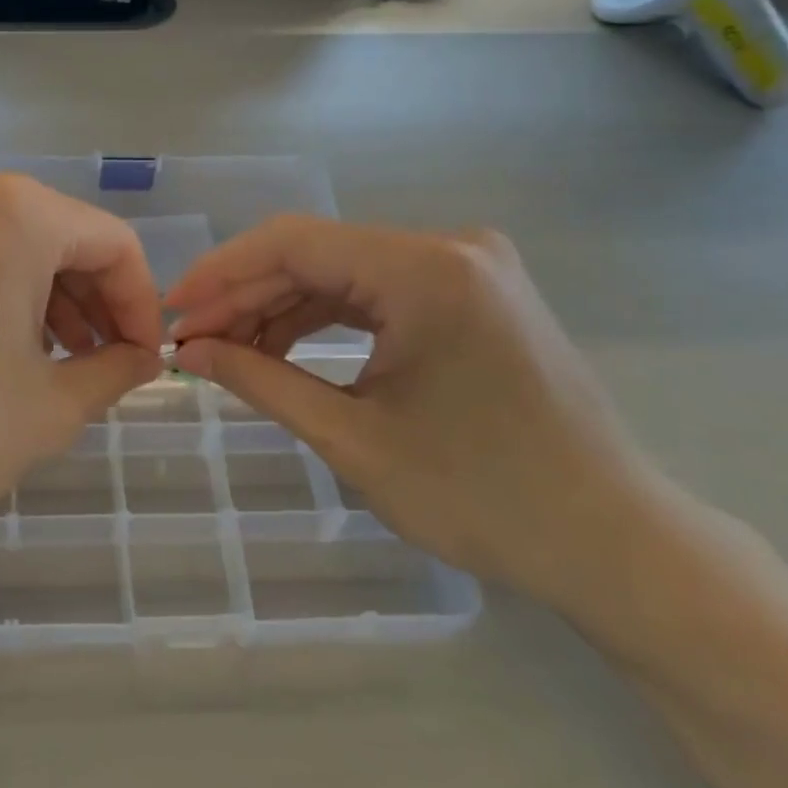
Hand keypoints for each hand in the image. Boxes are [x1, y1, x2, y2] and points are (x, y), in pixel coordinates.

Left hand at [0, 175, 163, 527]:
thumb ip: (114, 371)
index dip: (141, 303)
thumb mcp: (50, 407)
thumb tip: (144, 358)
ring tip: (58, 363)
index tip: (145, 359)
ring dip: (49, 299)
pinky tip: (1, 350)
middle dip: (95, 301)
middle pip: (60, 236)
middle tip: (105, 363)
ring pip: (11, 245)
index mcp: (17, 214)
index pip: (113, 243)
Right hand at [166, 217, 683, 613]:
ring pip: (343, 274)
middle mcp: (450, 248)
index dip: (221, 274)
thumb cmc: (483, 497)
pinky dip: (325, 321)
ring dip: (281, 310)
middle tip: (192, 342)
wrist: (614, 543)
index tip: (172, 312)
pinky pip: (377, 294)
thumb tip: (189, 352)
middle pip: (316, 255)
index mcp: (426, 271)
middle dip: (246, 297)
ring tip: (228, 354)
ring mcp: (468, 269)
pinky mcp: (474, 295)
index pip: (293, 244)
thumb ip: (260, 380)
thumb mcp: (352, 438)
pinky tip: (283, 352)